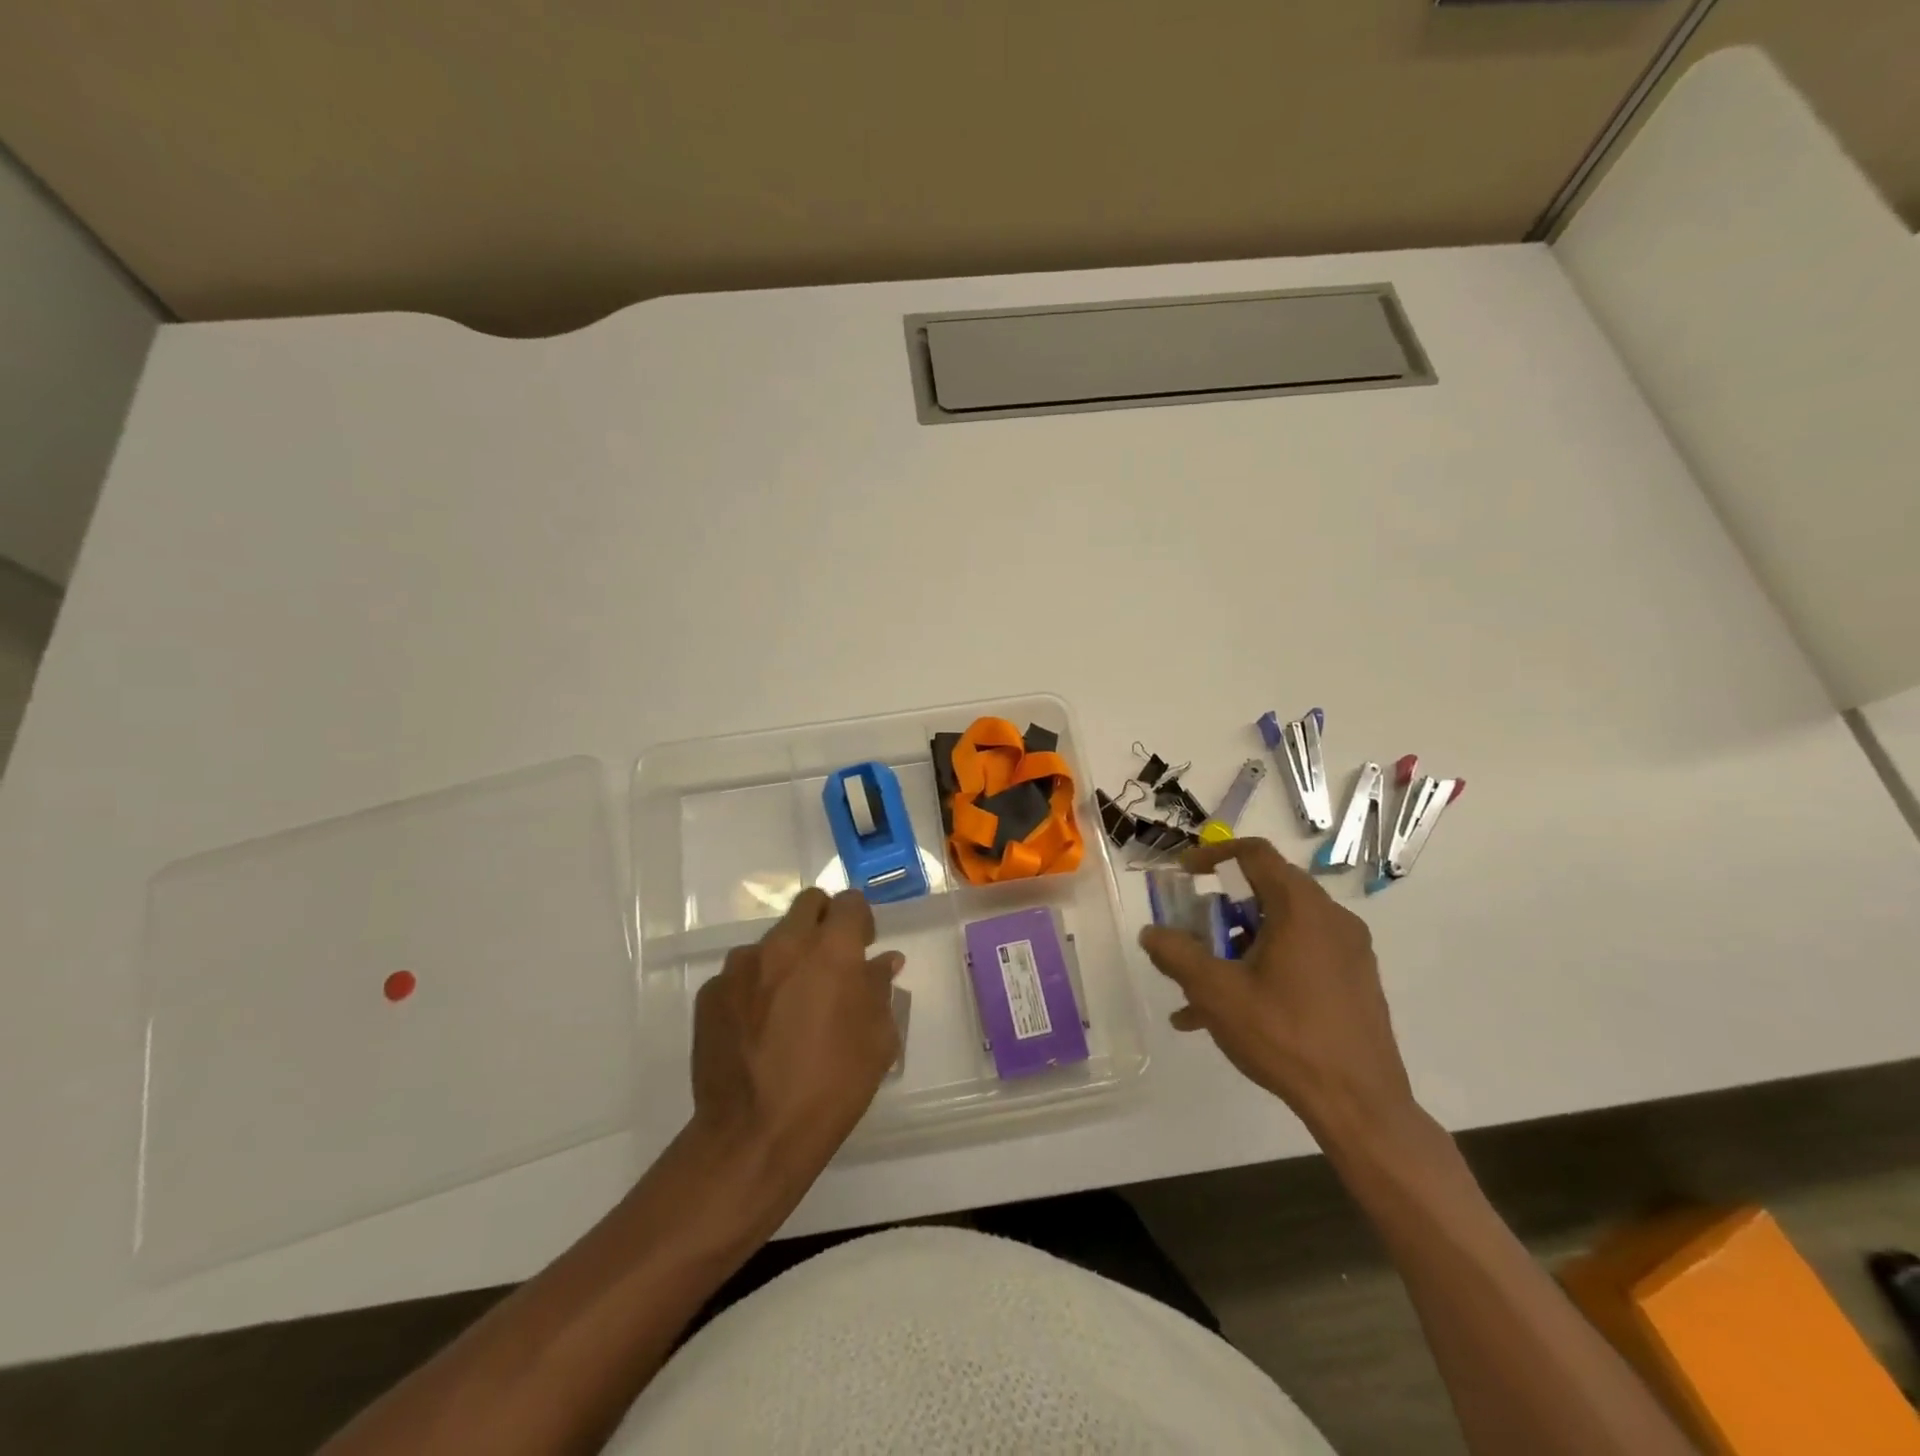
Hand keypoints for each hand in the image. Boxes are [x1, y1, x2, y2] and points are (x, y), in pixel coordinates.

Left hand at [690, 887, 904, 1181]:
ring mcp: (741, 966)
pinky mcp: (711, 993)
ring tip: (789, 1005)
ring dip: (787, 957)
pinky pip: (741, 974)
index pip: (850, 903)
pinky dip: (755, 987)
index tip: (862, 947)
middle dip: (824, 922)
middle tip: (829, 962)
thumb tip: (881, 962)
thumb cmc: (832, 1086)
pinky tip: (759, 1028)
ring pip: (772, 940)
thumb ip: (879, 989)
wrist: (754, 1135)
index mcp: (831, 950)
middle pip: (808, 904)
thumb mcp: (877, 1040)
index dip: (860, 920)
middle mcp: (784, 944)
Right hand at [1139, 837, 1417, 1147]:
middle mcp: (1331, 919)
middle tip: (1192, 936)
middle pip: (1267, 892)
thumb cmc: (1284, 1035)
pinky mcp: (1355, 982)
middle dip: (1221, 911)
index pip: (1255, 854)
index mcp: (1301, 908)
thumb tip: (1150, 933)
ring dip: (1238, 946)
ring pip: (1282, 929)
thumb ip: (1176, 954)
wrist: (1361, 1106)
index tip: (1184, 875)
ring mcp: (1349, 952)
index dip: (1214, 856)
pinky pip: (1301, 957)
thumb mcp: (1216, 992)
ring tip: (1202, 989)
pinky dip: (1265, 968)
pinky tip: (1234, 1014)